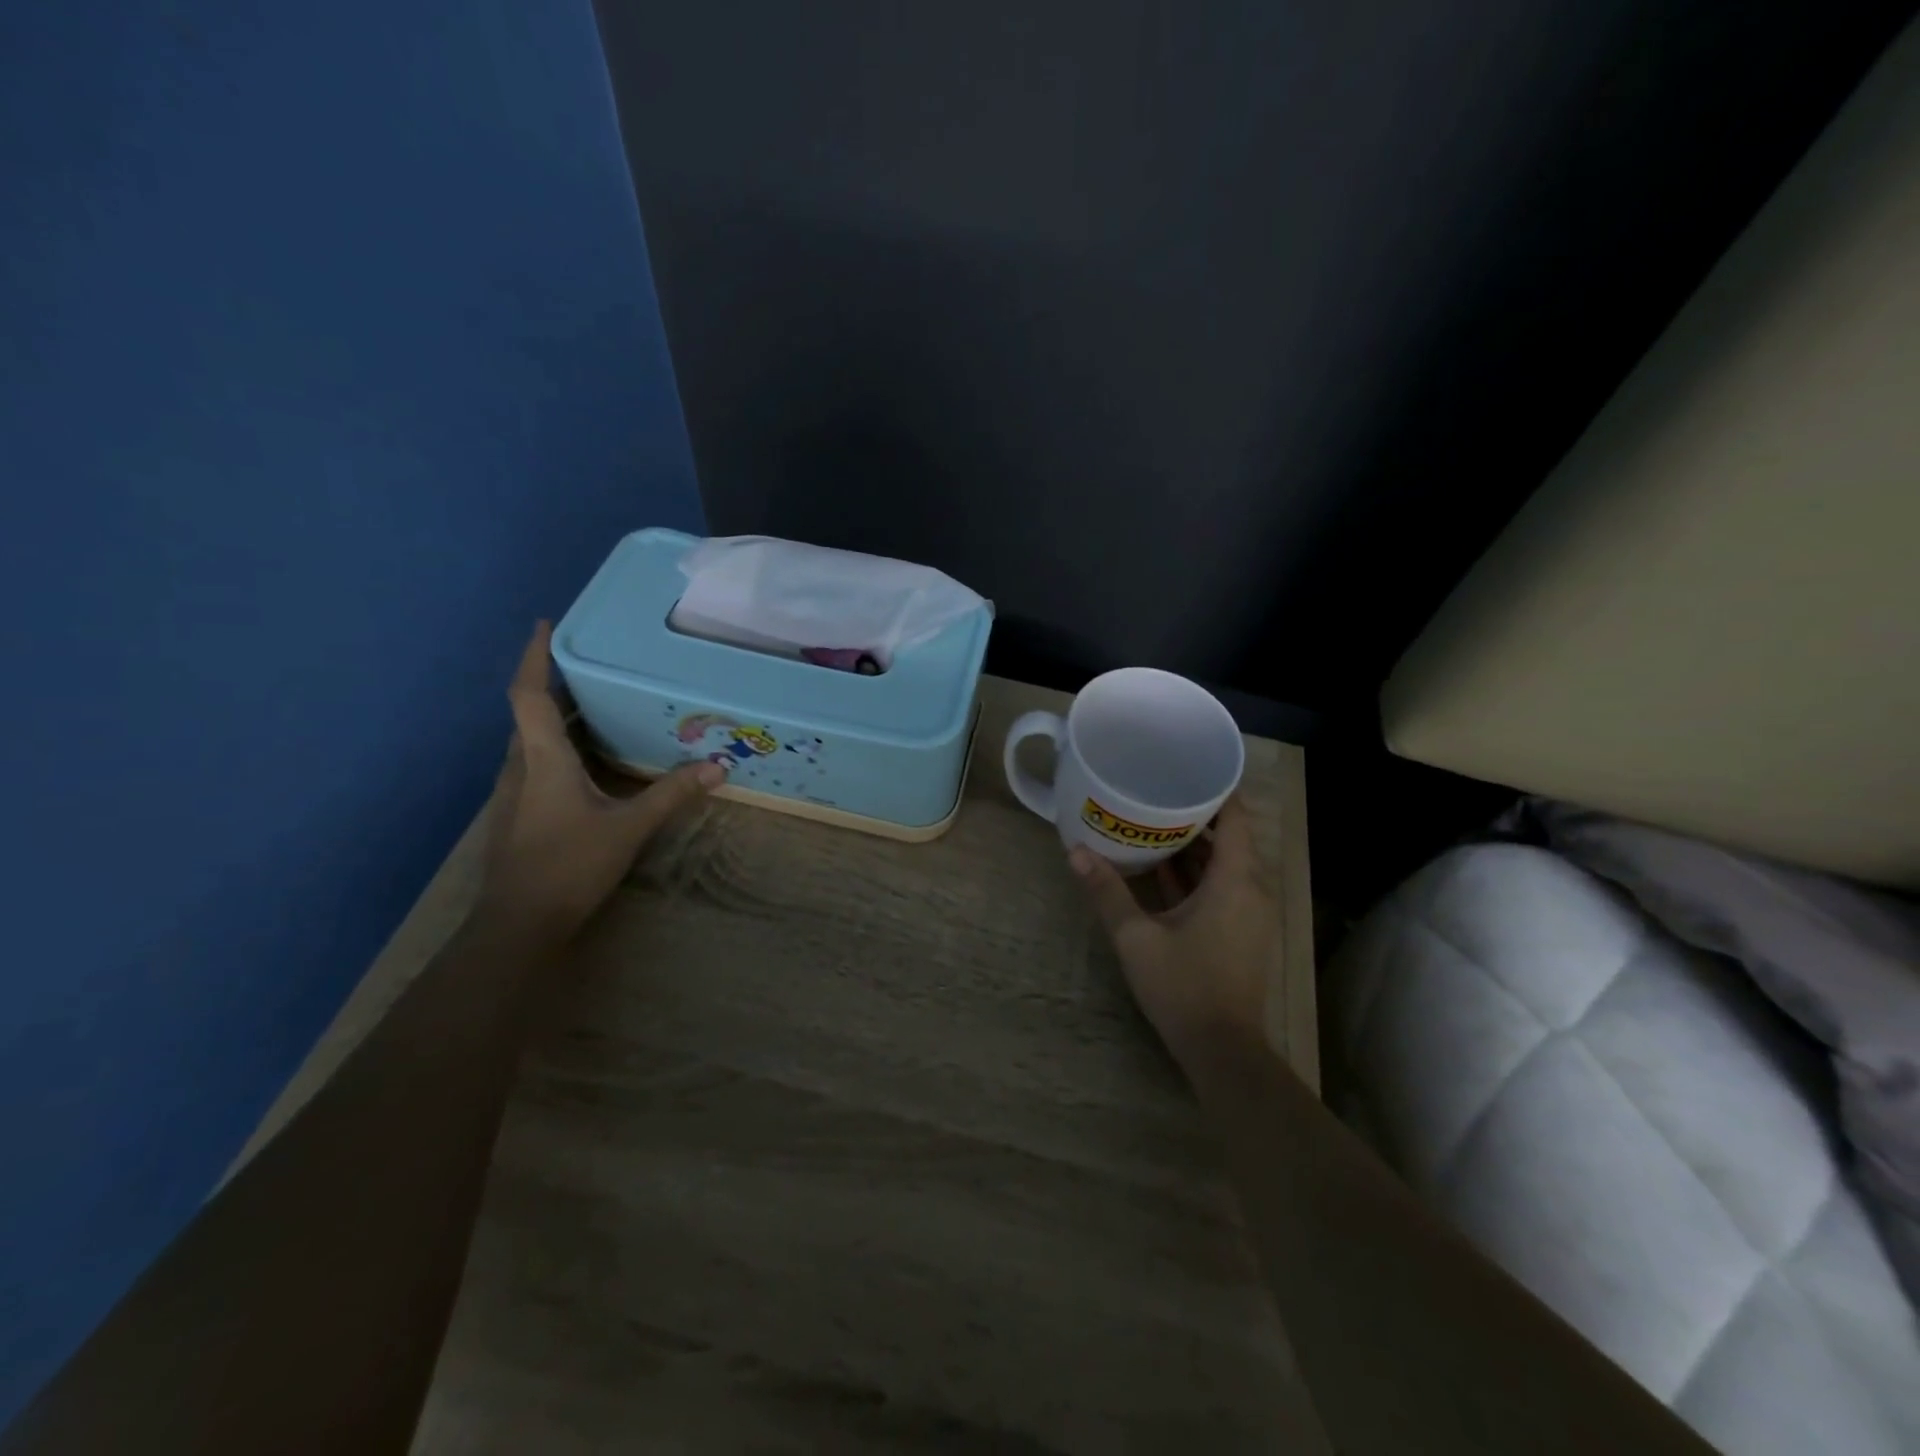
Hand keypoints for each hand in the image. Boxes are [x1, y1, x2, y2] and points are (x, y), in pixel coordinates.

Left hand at [479, 622, 721, 939]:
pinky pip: (538, 763)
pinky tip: (591, 761)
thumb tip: (718, 767)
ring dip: (558, 717)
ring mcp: (515, 793)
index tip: (546, 624)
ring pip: (533, 741)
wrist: (518, 924)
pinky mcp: (520, 814)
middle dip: (555, 684)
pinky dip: (561, 747)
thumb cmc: (569, 866)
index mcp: (543, 759)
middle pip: (530, 713)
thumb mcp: (629, 827)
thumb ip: (672, 794)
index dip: (536, 657)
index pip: (529, 695)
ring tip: (598, 704)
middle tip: (593, 664)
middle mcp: (522, 767)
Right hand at [1070, 796, 1275, 1074]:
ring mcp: (1249, 912)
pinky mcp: (1242, 931)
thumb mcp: (1136, 937)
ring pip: (1225, 864)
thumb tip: (1075, 851)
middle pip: (1230, 837)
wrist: (1222, 1050)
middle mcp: (1251, 889)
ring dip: (1195, 845)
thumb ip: (1106, 891)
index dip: (1216, 789)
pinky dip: (1199, 872)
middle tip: (1156, 790)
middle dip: (1196, 813)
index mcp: (1235, 881)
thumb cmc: (1183, 986)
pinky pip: (1223, 886)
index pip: (1236, 817)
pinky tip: (1163, 866)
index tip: (1185, 767)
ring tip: (1153, 820)